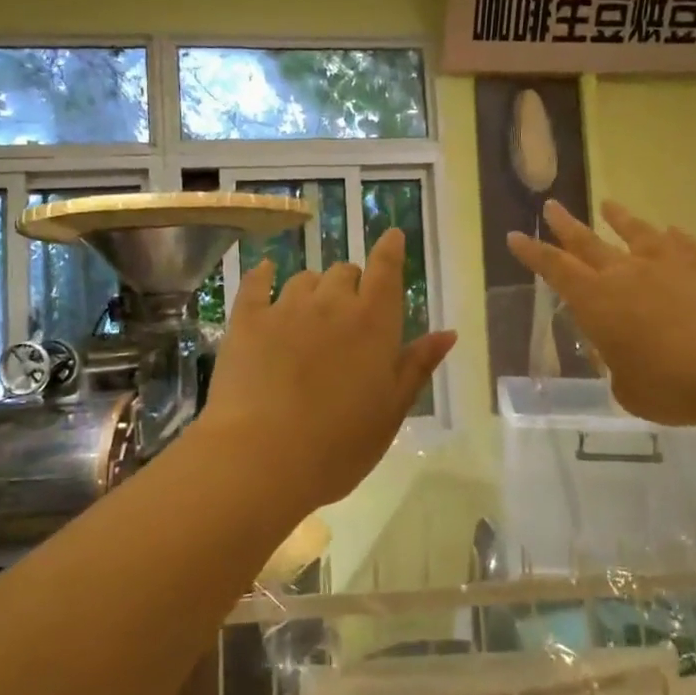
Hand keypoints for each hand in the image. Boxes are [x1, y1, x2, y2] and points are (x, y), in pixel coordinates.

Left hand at [198, 229, 456, 510]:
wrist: (262, 458)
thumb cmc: (339, 443)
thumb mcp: (391, 410)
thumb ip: (418, 365)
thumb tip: (448, 333)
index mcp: (373, 322)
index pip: (386, 270)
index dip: (390, 249)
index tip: (393, 236)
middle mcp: (332, 303)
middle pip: (345, 272)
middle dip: (352, 283)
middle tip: (350, 311)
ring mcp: (286, 308)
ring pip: (305, 278)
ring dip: (314, 288)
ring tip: (311, 312)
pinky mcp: (247, 321)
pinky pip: (257, 283)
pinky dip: (264, 276)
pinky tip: (265, 274)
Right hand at [507, 200, 695, 427]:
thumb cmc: (671, 383)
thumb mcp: (628, 389)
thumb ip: (617, 369)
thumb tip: (620, 356)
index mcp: (595, 302)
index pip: (554, 270)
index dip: (533, 253)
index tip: (515, 235)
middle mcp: (623, 274)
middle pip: (587, 243)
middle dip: (565, 226)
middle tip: (551, 205)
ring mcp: (663, 265)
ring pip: (634, 233)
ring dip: (618, 218)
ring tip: (608, 204)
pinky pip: (680, 243)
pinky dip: (672, 236)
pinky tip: (670, 230)